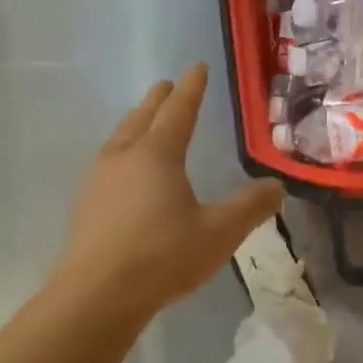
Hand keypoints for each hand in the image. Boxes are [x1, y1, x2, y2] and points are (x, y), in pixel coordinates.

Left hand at [55, 64, 283, 321]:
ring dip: (135, 124)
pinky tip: (124, 173)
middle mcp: (124, 158)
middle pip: (142, 118)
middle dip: (158, 100)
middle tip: (166, 86)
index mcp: (157, 155)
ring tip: (144, 123)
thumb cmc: (164, 256)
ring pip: (120, 139)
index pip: (179, 111)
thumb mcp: (220, 233)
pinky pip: (108, 164)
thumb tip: (276, 186)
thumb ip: (250, 207)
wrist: (98, 295)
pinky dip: (123, 153)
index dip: (191, 88)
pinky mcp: (86, 206)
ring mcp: (99, 181)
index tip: (197, 67)